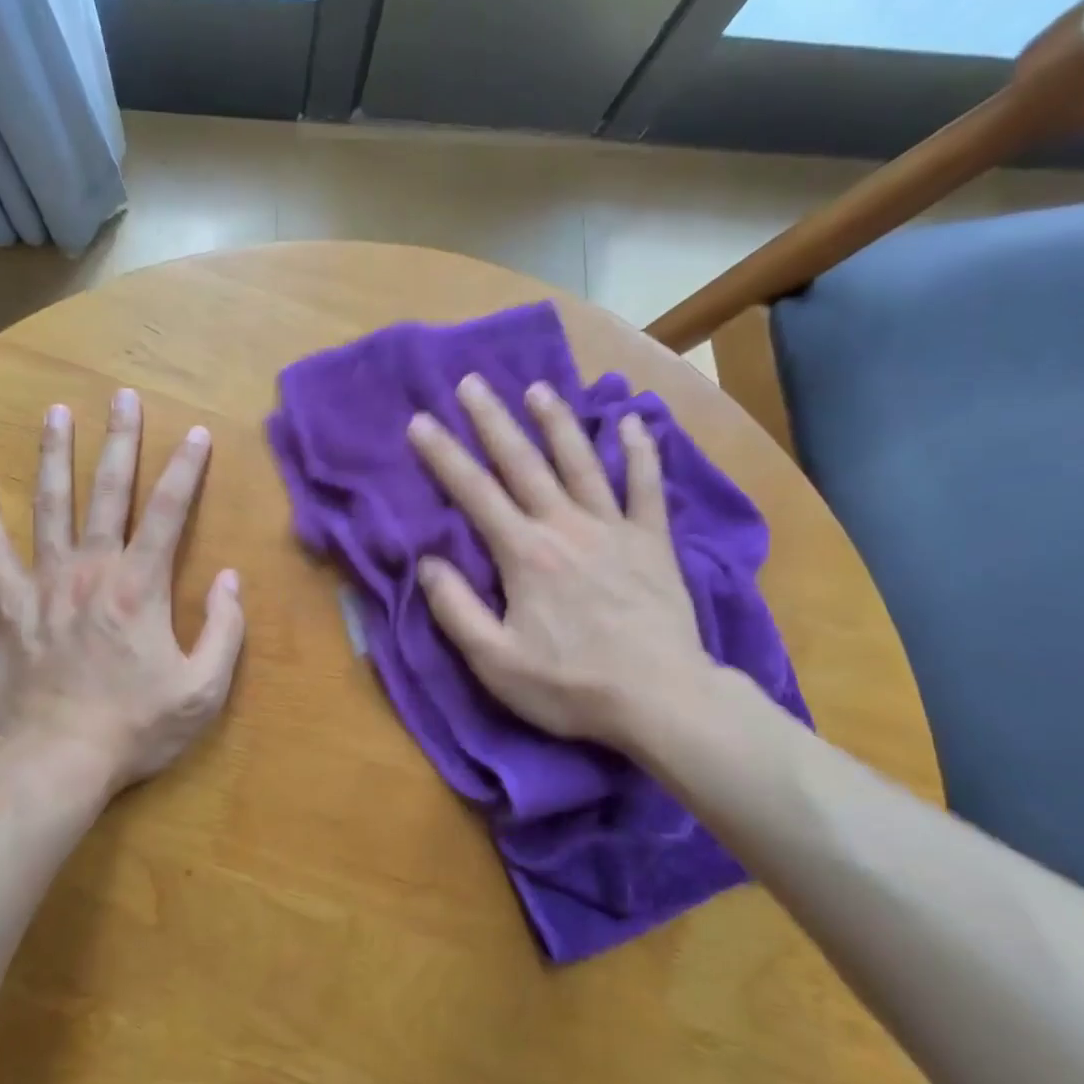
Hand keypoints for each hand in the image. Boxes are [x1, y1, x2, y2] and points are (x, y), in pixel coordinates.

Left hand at [0, 388, 244, 796]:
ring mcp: (45, 583)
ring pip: (50, 505)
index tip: (195, 433)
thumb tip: (230, 578)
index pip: (169, 511)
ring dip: (55, 456)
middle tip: (121, 396)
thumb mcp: (204, 689)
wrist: (56, 761)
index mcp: (140, 586)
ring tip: (56, 413)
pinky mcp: (8, 606)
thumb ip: (225, 630)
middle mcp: (93, 570)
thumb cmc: (136, 726)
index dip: (185, 469)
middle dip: (119, 440)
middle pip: (108, 492)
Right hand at [407, 375, 718, 763]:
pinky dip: (642, 453)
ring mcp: (614, 529)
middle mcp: (565, 526)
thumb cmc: (572, 685)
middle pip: (524, 463)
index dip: (443, 455)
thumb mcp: (496, 662)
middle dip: (494, 421)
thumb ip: (456, 609)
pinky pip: (647, 488)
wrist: (663, 701)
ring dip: (558, 422)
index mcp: (525, 554)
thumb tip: (428, 562)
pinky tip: (635, 422)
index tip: (420, 421)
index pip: (474, 493)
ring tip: (538, 388)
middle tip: (473, 382)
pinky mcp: (652, 542)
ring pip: (581, 462)